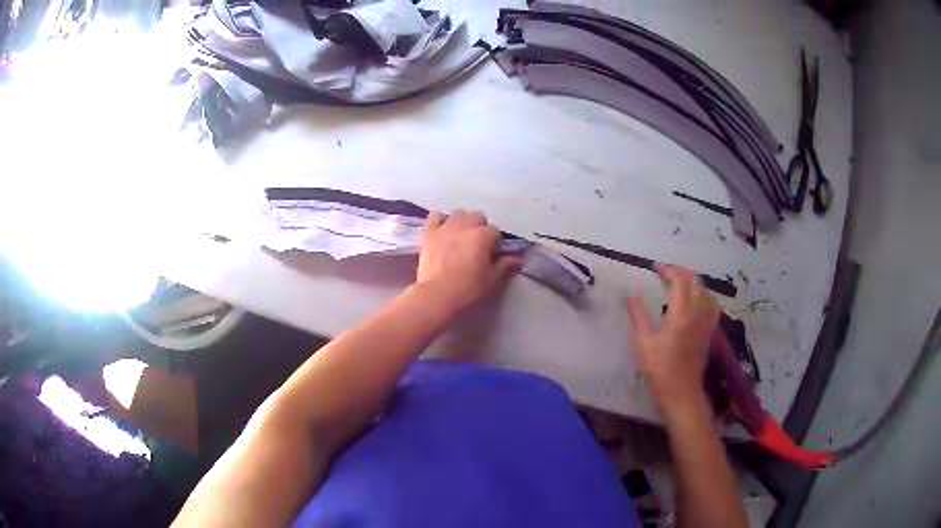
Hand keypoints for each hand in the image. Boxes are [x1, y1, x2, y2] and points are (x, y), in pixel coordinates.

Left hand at [416, 210, 521, 313]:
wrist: (436, 296)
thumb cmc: (468, 290)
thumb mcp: (491, 280)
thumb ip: (504, 266)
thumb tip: (517, 259)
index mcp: (483, 236)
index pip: (495, 231)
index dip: (495, 242)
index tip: (492, 253)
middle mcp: (465, 225)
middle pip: (478, 217)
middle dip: (480, 228)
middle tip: (477, 245)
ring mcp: (445, 227)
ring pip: (458, 213)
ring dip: (463, 221)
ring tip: (460, 236)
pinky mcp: (428, 232)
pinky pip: (435, 216)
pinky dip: (440, 220)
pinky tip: (442, 231)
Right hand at [626, 265, 720, 417]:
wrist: (681, 392)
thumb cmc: (660, 369)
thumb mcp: (643, 343)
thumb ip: (638, 316)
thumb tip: (631, 295)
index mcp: (681, 314)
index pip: (680, 280)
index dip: (669, 270)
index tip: (655, 269)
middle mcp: (697, 313)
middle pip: (695, 282)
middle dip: (681, 273)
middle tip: (666, 274)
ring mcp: (706, 322)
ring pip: (706, 292)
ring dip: (694, 283)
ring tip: (681, 284)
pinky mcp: (709, 332)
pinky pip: (713, 306)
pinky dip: (705, 297)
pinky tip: (697, 302)